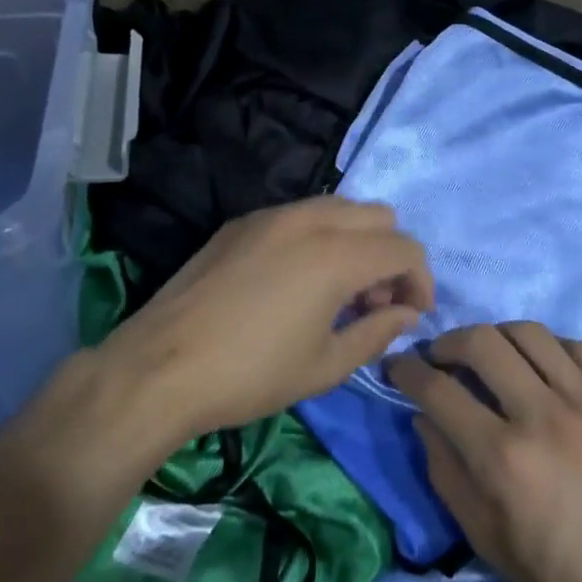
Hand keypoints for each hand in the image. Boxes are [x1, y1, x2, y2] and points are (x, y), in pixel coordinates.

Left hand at [97, 197, 433, 436]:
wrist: (160, 367)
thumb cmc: (251, 374)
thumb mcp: (325, 366)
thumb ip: (376, 332)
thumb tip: (405, 314)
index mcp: (337, 254)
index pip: (405, 248)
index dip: (420, 282)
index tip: (409, 316)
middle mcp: (309, 220)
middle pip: (378, 216)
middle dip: (389, 257)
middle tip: (373, 304)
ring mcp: (270, 215)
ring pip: (338, 208)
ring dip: (355, 242)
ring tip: (337, 292)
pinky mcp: (240, 223)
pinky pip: (298, 215)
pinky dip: (318, 237)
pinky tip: (295, 281)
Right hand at [389, 323, 581, 581]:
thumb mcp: (485, 538)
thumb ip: (445, 470)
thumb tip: (424, 418)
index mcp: (502, 457)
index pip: (437, 389)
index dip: (406, 371)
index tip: (397, 366)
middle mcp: (542, 415)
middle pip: (481, 342)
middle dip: (446, 342)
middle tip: (439, 358)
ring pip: (528, 332)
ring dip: (495, 336)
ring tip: (488, 356)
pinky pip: (575, 347)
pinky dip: (545, 347)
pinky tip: (538, 366)